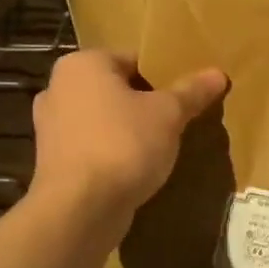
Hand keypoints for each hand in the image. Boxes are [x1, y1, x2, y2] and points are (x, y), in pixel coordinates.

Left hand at [31, 50, 227, 222]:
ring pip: (103, 119)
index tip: (186, 96)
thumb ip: (192, 92)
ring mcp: (50, 127)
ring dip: (129, 130)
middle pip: (116, 90)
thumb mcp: (168, 115)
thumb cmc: (124, 145)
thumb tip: (218, 74)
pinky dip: (113, 153)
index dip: (165, 76)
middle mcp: (58, 88)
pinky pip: (93, 147)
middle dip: (145, 104)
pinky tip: (136, 168)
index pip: (134, 59)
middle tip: (178, 120)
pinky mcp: (53, 161)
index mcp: (82, 64)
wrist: (80, 208)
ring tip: (161, 146)